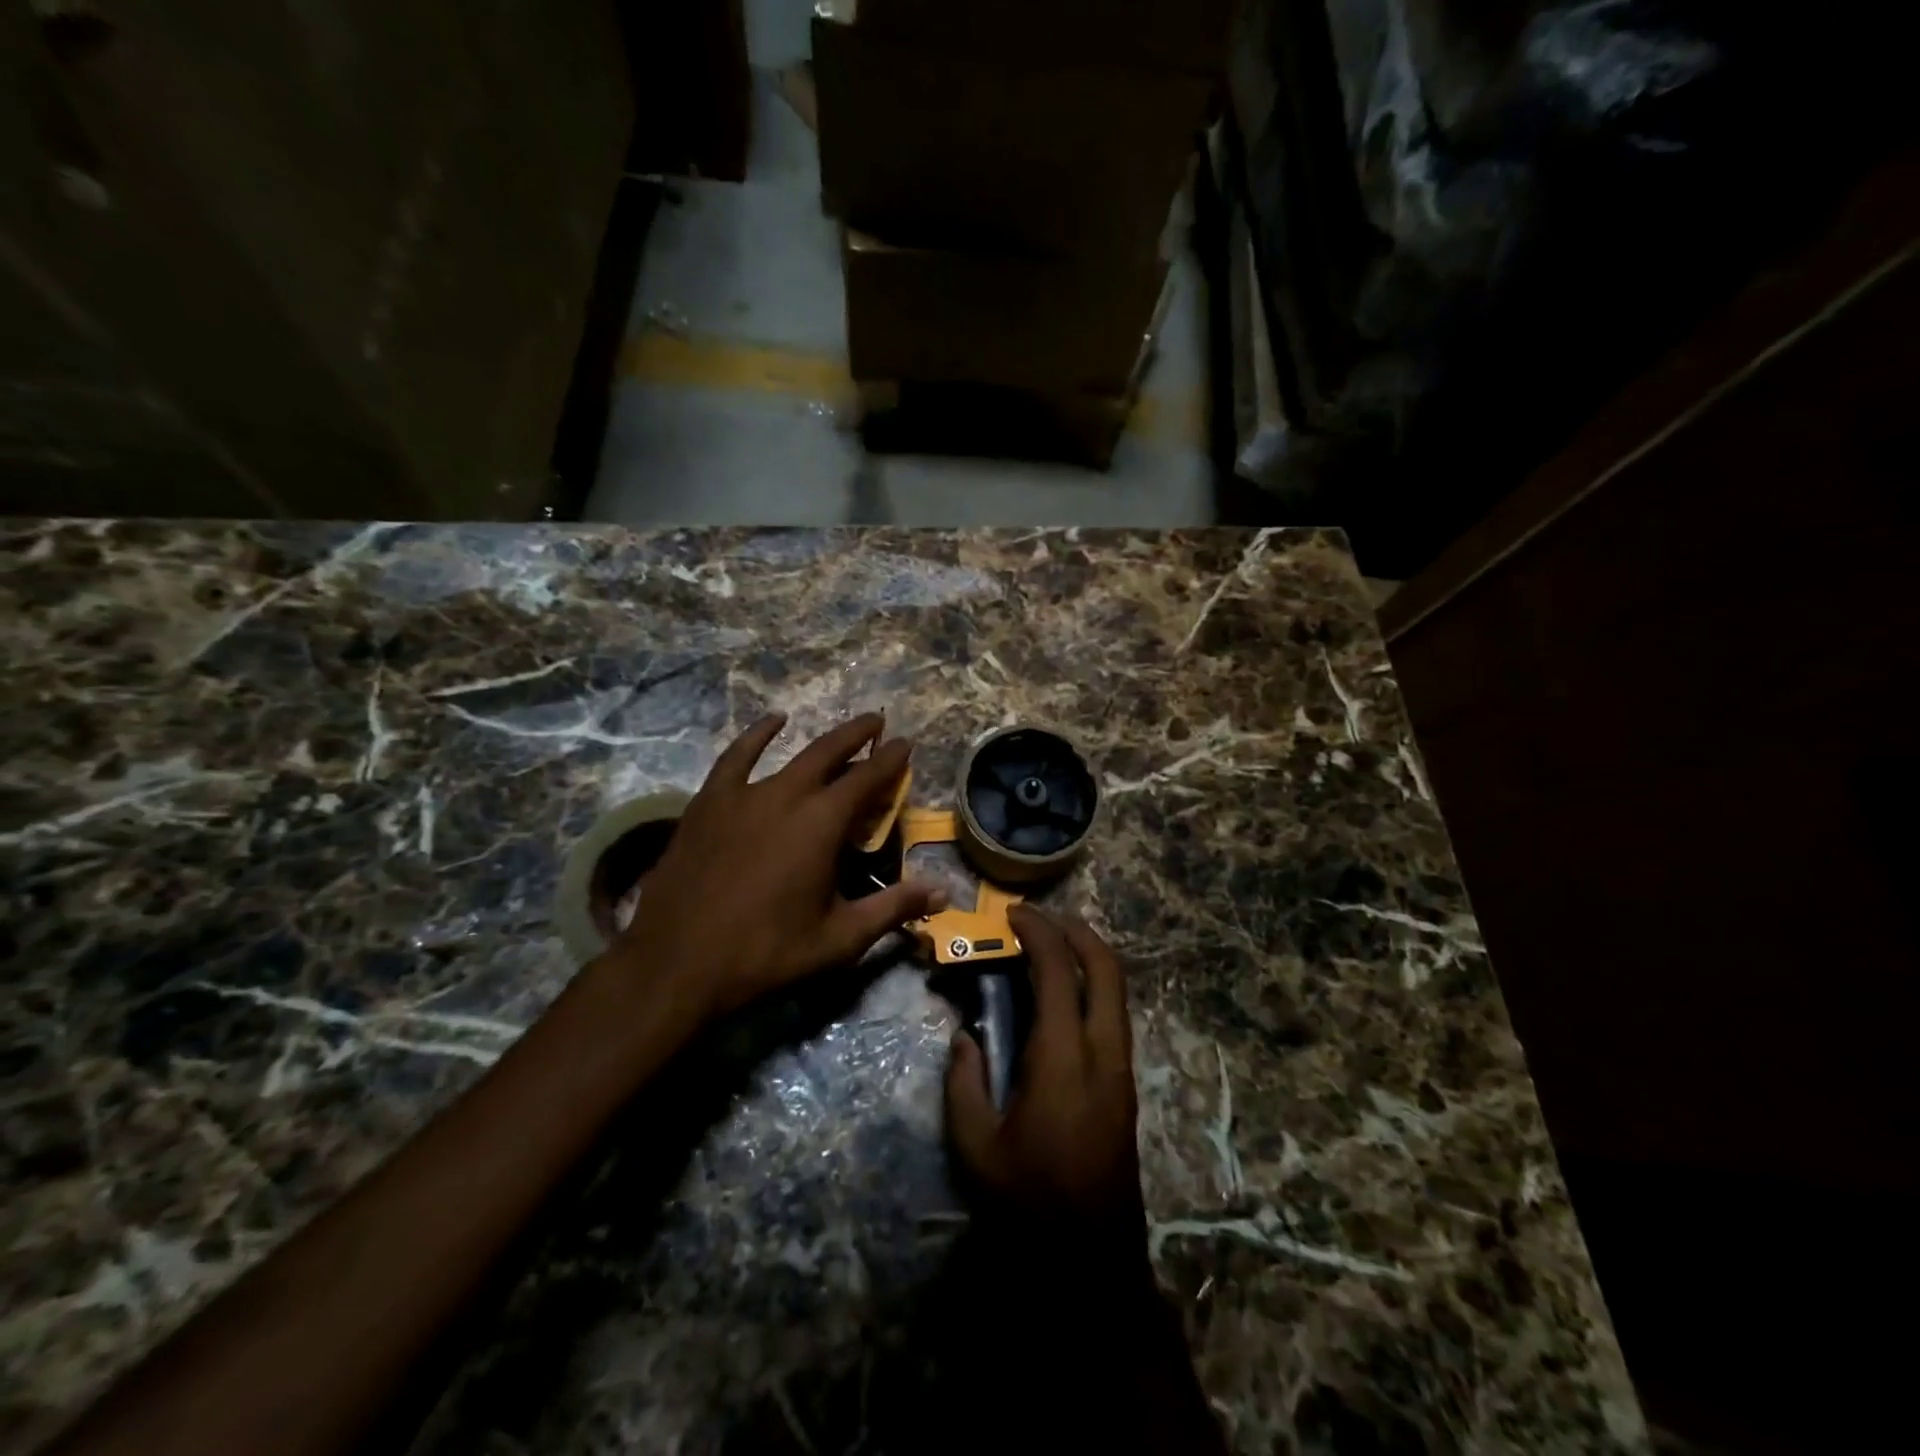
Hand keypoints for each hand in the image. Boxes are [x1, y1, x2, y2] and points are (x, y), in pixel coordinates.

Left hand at [618, 712, 942, 1021]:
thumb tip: (943, 892)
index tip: (906, 744)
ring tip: (840, 729)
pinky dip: (756, 736)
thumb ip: (892, 908)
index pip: (866, 779)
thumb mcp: (838, 938)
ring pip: (790, 755)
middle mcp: (785, 796)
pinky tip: (770, 723)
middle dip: (858, 735)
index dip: (890, 760)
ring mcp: (742, 795)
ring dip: (820, 739)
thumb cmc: (765, 953)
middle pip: (829, 753)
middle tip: (878, 722)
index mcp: (821, 824)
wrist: (676, 964)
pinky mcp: (708, 803)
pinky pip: (735, 758)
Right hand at [945, 906, 1141, 1229]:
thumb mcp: (975, 1146)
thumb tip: (966, 1038)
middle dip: (1075, 930)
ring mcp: (1122, 1066)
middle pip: (1106, 966)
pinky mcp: (1126, 1083)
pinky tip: (1059, 1000)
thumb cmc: (1029, 1200)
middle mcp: (1103, 1050)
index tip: (1013, 913)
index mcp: (1063, 1057)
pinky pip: (1113, 1013)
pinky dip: (1090, 986)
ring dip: (1087, 956)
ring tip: (1047, 951)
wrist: (1091, 1257)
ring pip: (1116, 989)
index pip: (1058, 970)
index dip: (1038, 931)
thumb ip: (963, 1082)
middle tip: (1038, 920)